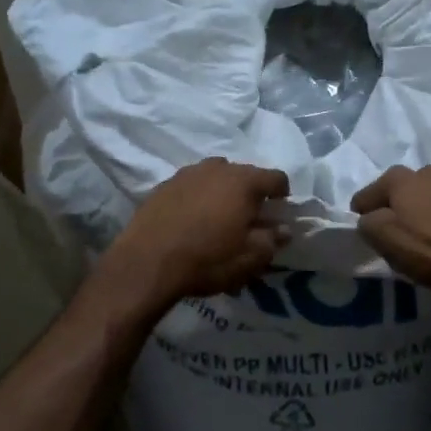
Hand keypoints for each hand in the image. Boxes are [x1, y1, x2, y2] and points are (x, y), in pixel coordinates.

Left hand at [103, 158, 289, 306]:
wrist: (147, 262)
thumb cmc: (208, 259)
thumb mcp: (249, 258)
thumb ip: (272, 240)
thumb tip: (284, 229)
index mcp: (244, 181)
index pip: (276, 177)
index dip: (282, 194)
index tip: (278, 212)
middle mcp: (217, 168)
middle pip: (245, 174)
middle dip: (251, 193)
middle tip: (249, 219)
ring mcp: (188, 173)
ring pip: (216, 176)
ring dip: (223, 192)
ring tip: (218, 217)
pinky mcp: (164, 185)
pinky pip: (191, 185)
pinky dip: (198, 197)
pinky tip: (192, 220)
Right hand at [351, 165, 430, 302]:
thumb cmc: (428, 247)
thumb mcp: (383, 238)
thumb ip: (367, 223)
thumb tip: (369, 219)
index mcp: (400, 176)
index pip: (366, 195)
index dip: (361, 216)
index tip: (366, 235)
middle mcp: (426, 172)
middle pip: (397, 195)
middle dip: (392, 213)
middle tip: (393, 240)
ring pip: (422, 202)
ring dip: (417, 218)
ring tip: (420, 244)